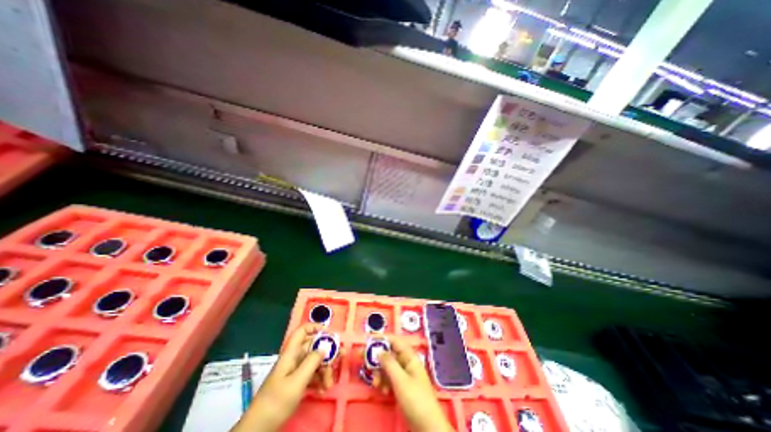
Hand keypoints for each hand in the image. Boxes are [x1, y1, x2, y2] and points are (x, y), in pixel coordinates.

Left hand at [232, 325, 333, 430]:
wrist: (258, 429)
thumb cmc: (276, 402)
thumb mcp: (297, 381)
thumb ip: (312, 361)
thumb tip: (326, 346)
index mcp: (291, 353)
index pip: (302, 331)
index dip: (316, 327)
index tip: (330, 334)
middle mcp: (294, 358)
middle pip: (313, 347)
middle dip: (328, 352)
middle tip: (341, 357)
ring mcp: (295, 371)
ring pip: (315, 361)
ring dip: (325, 370)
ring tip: (329, 384)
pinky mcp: (296, 383)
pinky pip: (312, 374)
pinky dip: (319, 380)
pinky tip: (323, 389)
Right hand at [372, 339, 453, 429]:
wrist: (427, 427)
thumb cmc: (416, 399)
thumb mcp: (400, 380)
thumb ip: (389, 364)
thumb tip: (378, 351)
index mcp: (409, 357)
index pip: (395, 341)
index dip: (382, 338)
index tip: (368, 340)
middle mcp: (407, 363)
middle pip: (389, 354)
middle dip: (376, 356)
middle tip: (362, 358)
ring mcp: (404, 375)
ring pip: (388, 367)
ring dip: (379, 372)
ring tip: (375, 382)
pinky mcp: (402, 387)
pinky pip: (390, 379)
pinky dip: (384, 382)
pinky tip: (382, 390)